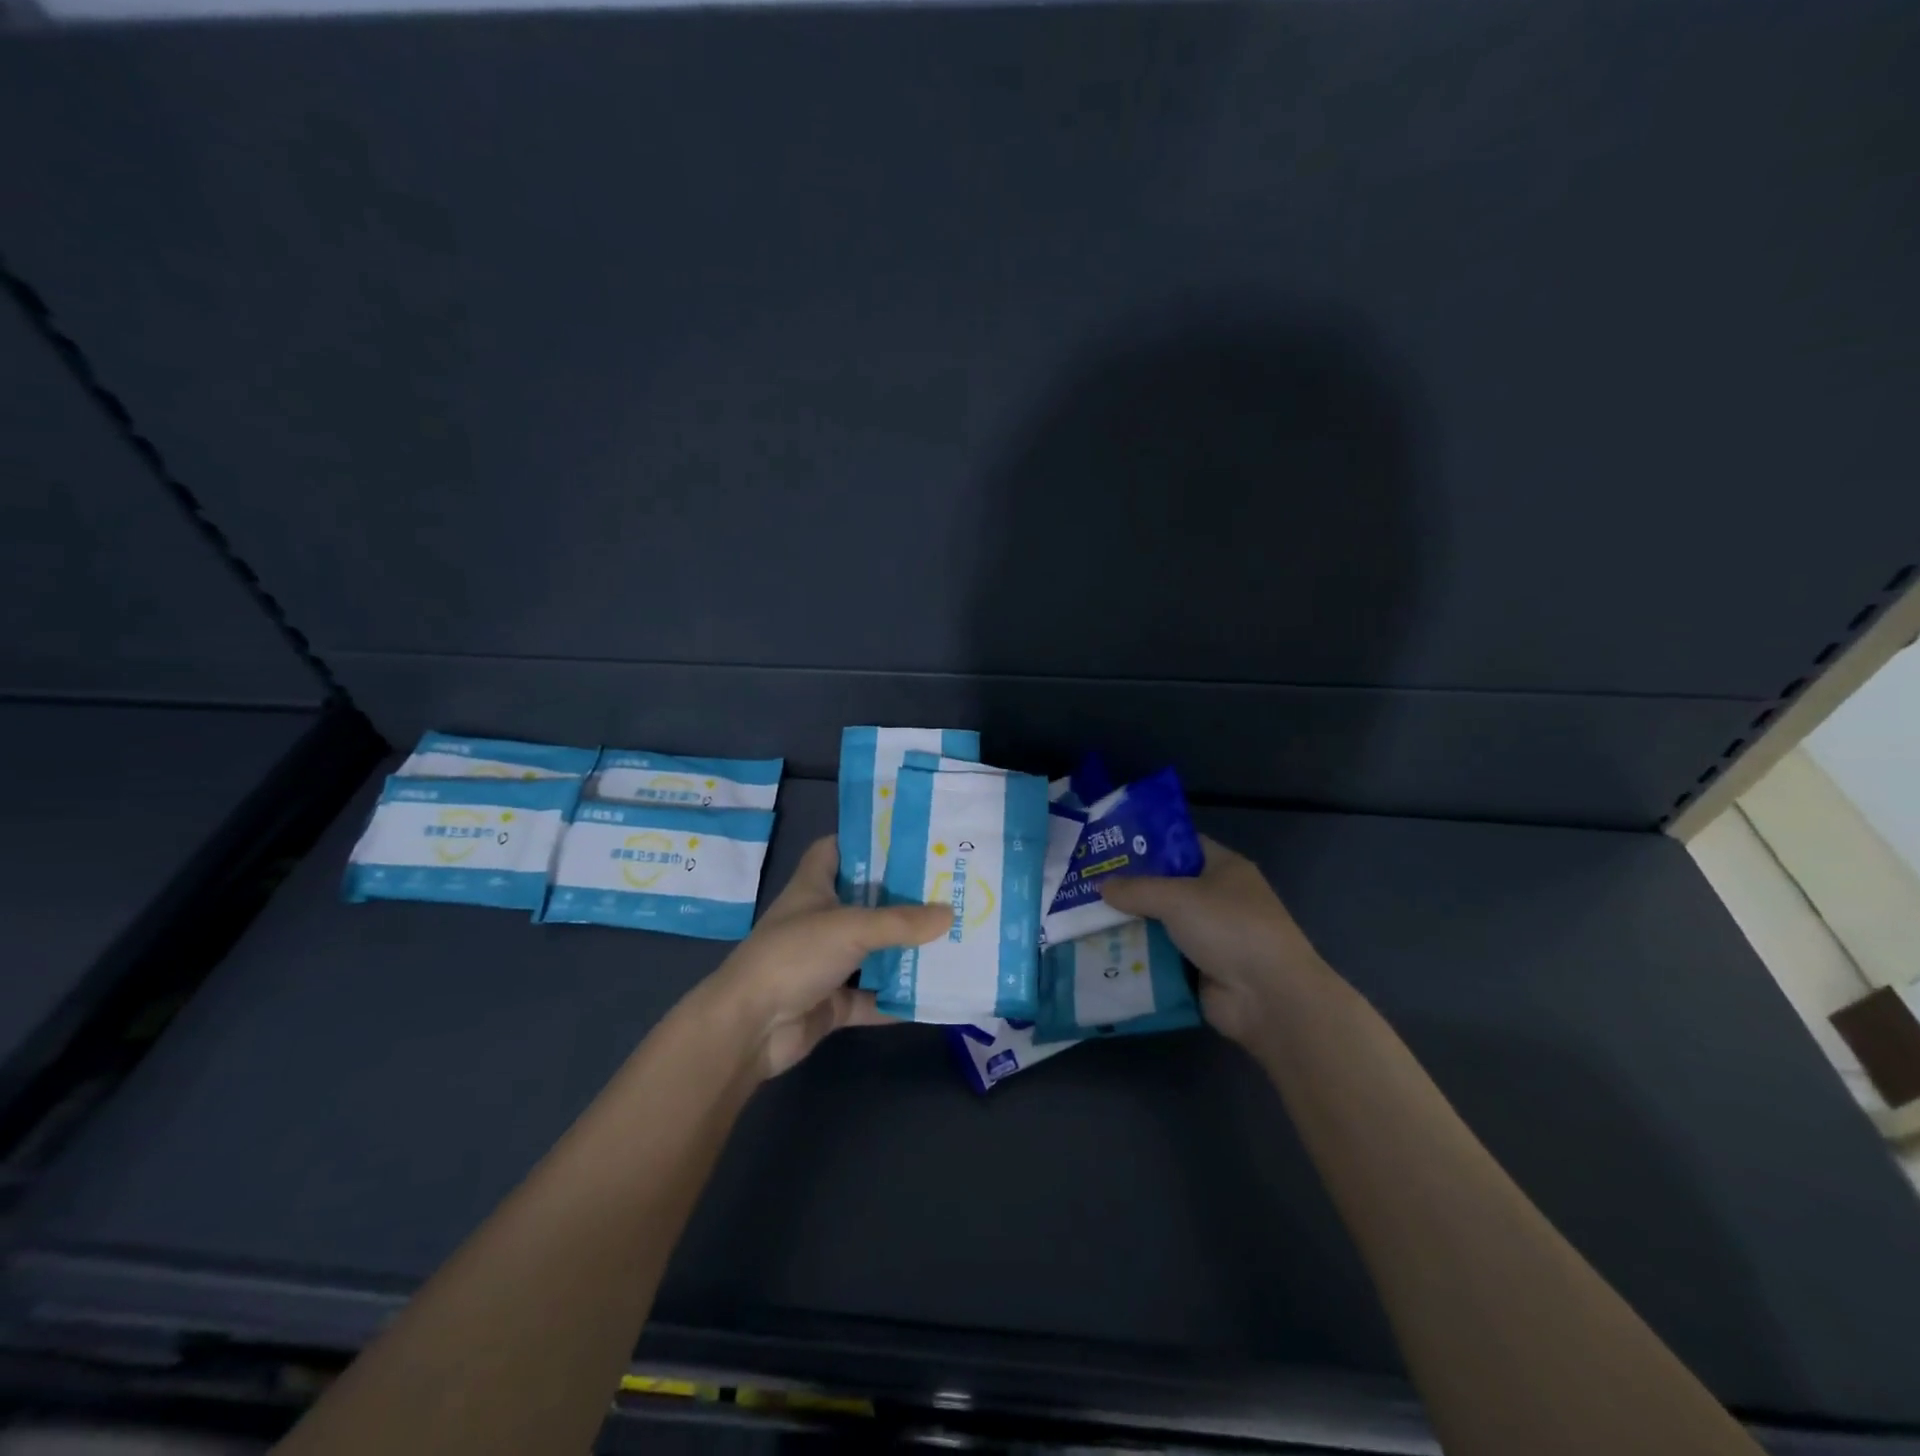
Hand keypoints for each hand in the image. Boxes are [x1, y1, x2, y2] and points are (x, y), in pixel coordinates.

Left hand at [699, 837, 949, 1079]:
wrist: (749, 1028)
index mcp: (813, 887)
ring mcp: (824, 963)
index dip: (864, 839)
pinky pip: (871, 997)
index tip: (905, 838)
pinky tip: (933, 993)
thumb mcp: (851, 928)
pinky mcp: (830, 1002)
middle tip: (947, 886)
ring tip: (952, 934)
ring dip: (903, 948)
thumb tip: (950, 913)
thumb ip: (901, 922)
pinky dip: (896, 998)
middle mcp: (819, 920)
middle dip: (901, 896)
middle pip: (864, 900)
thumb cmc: (794, 956)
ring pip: (871, 950)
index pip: (835, 849)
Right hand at [1098, 836, 1327, 1045]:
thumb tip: (1101, 886)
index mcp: (1223, 868)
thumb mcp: (1177, 897)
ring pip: (1159, 925)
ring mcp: (1209, 937)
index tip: (1107, 848)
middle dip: (1129, 889)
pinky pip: (1160, 958)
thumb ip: (1136, 889)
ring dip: (1129, 926)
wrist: (1269, 997)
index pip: (1179, 846)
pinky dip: (1137, 958)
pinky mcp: (1199, 970)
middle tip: (1085, 886)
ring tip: (1083, 920)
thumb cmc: (1229, 928)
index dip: (1146, 845)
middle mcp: (1217, 899)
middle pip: (1165, 888)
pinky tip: (1101, 953)